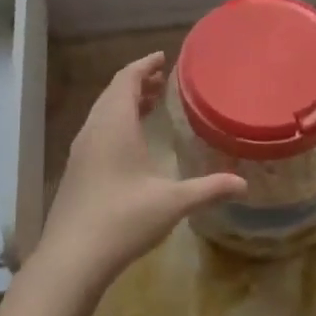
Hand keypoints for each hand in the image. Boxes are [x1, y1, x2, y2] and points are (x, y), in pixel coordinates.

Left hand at [33, 52, 246, 288]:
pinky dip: (116, 122)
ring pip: (103, 112)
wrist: (71, 258)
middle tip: (162, 79)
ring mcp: (81, 151)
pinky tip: (131, 143)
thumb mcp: (172, 203)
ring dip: (124, 102)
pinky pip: (97, 130)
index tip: (163, 57)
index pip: (126, 79)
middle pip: (113, 92)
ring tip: (150, 103)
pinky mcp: (76, 171)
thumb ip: (208, 189)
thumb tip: (243, 184)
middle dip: (137, 81)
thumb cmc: (123, 219)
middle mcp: (94, 130)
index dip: (144, 65)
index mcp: (114, 125)